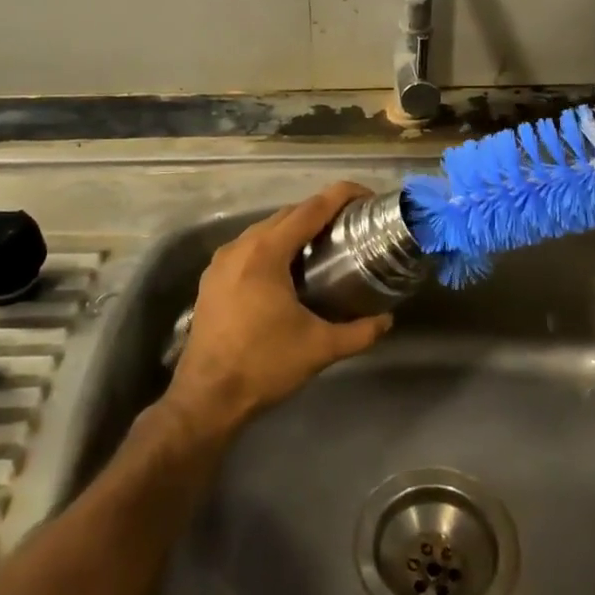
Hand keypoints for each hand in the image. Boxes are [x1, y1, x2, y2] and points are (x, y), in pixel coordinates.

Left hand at [164, 183, 391, 440]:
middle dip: (320, 212)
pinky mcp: (212, 279)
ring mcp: (221, 262)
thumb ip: (359, 332)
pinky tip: (289, 270)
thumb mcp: (320, 348)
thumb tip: (387, 320)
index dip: (340, 196)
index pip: (311, 209)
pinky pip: (248, 248)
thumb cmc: (264, 365)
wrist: (206, 398)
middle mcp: (241, 246)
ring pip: (265, 230)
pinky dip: (273, 247)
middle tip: (351, 224)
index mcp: (266, 252)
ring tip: (324, 244)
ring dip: (294, 230)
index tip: (366, 195)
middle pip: (287, 214)